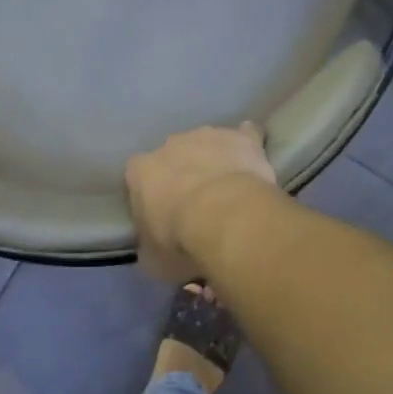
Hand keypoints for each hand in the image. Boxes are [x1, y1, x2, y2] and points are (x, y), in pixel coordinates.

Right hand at [125, 122, 278, 282]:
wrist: (225, 218)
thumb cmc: (180, 239)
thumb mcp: (153, 258)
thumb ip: (149, 247)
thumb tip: (153, 250)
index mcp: (140, 171)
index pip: (137, 177)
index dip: (150, 195)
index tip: (162, 214)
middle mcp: (169, 145)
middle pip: (174, 157)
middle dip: (183, 174)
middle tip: (198, 205)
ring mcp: (207, 136)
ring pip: (208, 144)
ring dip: (214, 160)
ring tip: (229, 188)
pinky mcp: (241, 137)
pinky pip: (246, 135)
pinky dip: (248, 144)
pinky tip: (255, 157)